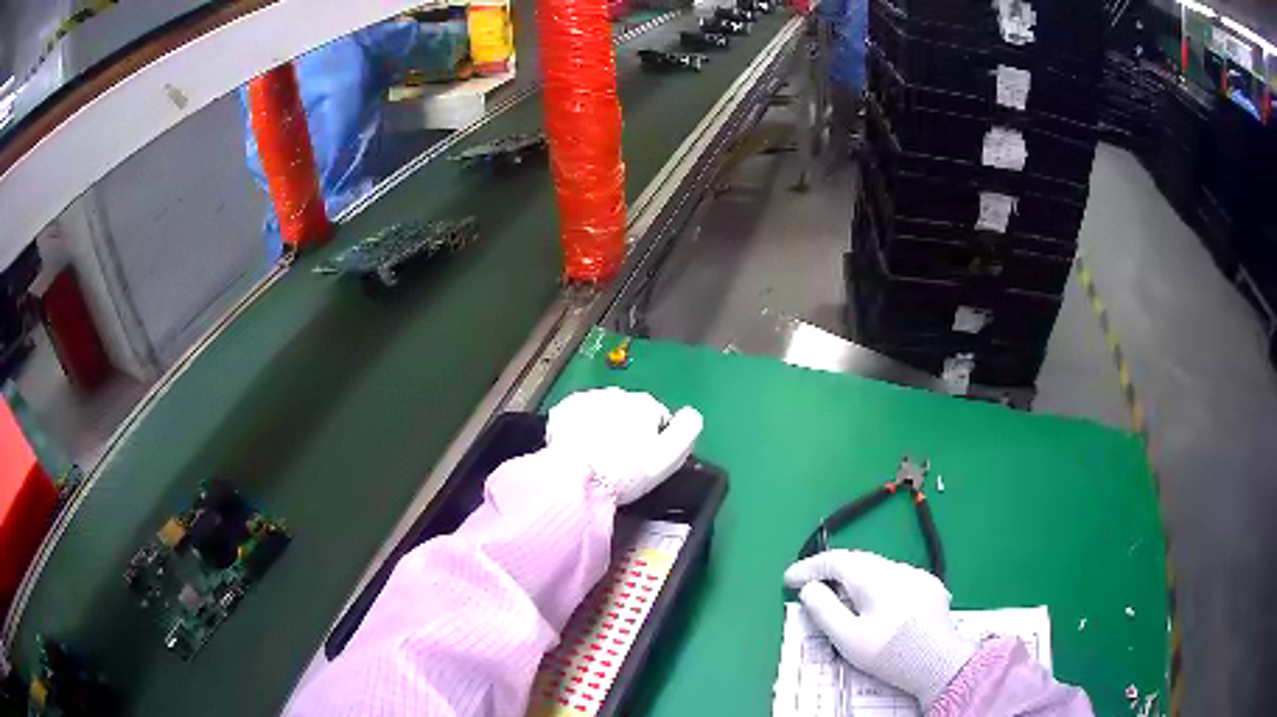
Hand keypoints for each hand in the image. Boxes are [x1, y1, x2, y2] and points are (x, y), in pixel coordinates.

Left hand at [545, 388, 703, 504]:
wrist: (575, 478)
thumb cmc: (624, 472)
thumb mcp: (669, 457)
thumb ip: (687, 430)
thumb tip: (692, 414)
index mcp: (646, 404)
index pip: (659, 418)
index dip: (654, 441)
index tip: (644, 461)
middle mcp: (618, 393)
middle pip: (629, 412)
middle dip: (627, 430)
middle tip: (620, 462)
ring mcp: (588, 399)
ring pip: (603, 412)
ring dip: (603, 427)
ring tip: (598, 457)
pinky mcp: (563, 409)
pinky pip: (577, 416)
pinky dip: (579, 428)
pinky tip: (578, 449)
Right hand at [784, 550, 975, 708]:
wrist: (938, 663)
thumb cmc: (889, 653)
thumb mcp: (848, 638)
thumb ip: (824, 610)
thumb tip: (809, 589)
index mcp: (874, 578)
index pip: (835, 561)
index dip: (808, 567)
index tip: (788, 579)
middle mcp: (896, 569)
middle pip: (857, 560)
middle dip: (830, 570)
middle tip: (808, 586)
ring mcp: (917, 576)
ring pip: (877, 568)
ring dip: (854, 577)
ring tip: (839, 596)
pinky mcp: (929, 586)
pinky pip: (895, 578)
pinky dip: (876, 584)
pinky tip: (875, 604)